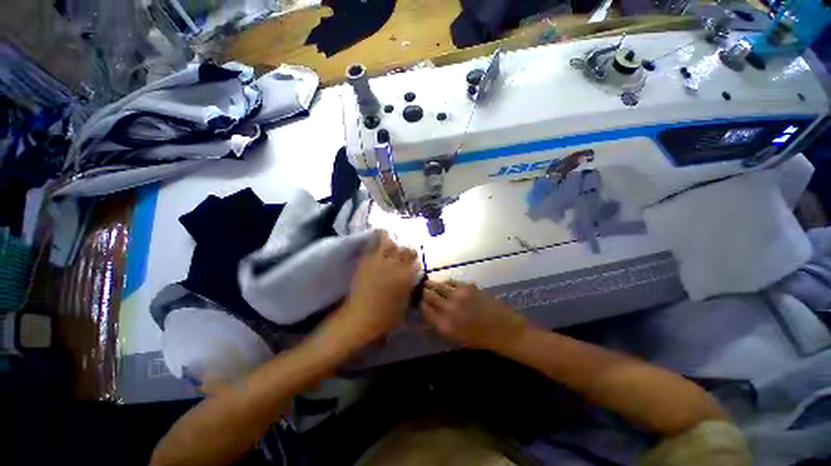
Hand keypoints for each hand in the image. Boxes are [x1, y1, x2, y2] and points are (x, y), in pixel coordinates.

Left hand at [326, 230, 420, 346]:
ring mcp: (380, 261)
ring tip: (393, 245)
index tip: (414, 266)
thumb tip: (412, 280)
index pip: (417, 262)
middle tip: (406, 255)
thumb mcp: (405, 305)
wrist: (360, 317)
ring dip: (394, 243)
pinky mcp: (367, 261)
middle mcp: (396, 265)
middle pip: (407, 249)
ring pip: (391, 242)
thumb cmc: (385, 316)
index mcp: (407, 276)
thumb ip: (411, 289)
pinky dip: (378, 240)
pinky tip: (380, 240)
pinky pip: (373, 245)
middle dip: (409, 251)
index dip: (416, 263)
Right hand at [420, 280, 526, 351]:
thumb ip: (439, 324)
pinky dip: (445, 282)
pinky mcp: (467, 286)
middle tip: (421, 289)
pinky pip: (450, 281)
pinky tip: (444, 284)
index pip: (424, 309)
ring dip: (432, 284)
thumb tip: (426, 313)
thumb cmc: (480, 338)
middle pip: (428, 295)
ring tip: (429, 284)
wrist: (505, 330)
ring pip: (437, 285)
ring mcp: (458, 296)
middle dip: (423, 292)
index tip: (419, 300)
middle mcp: (448, 309)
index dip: (420, 303)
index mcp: (444, 325)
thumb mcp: (456, 337)